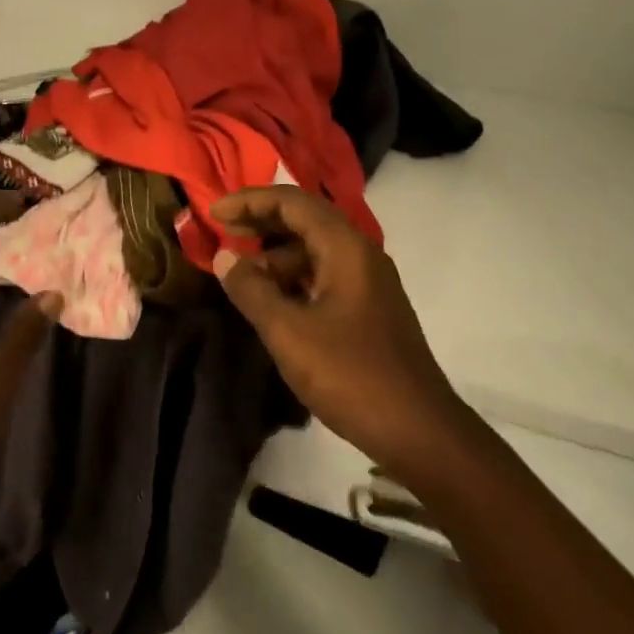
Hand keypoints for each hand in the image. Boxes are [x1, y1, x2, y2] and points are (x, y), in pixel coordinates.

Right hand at [212, 186, 462, 482]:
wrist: (420, 432)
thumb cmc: (351, 374)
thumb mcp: (288, 332)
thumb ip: (252, 290)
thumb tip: (224, 256)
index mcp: (345, 247)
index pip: (292, 202)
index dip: (250, 201)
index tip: (214, 214)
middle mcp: (360, 253)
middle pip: (305, 219)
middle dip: (262, 222)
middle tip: (223, 233)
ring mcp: (368, 282)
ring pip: (314, 249)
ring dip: (276, 255)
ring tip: (241, 276)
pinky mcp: (369, 308)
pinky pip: (324, 275)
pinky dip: (294, 278)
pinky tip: (272, 300)